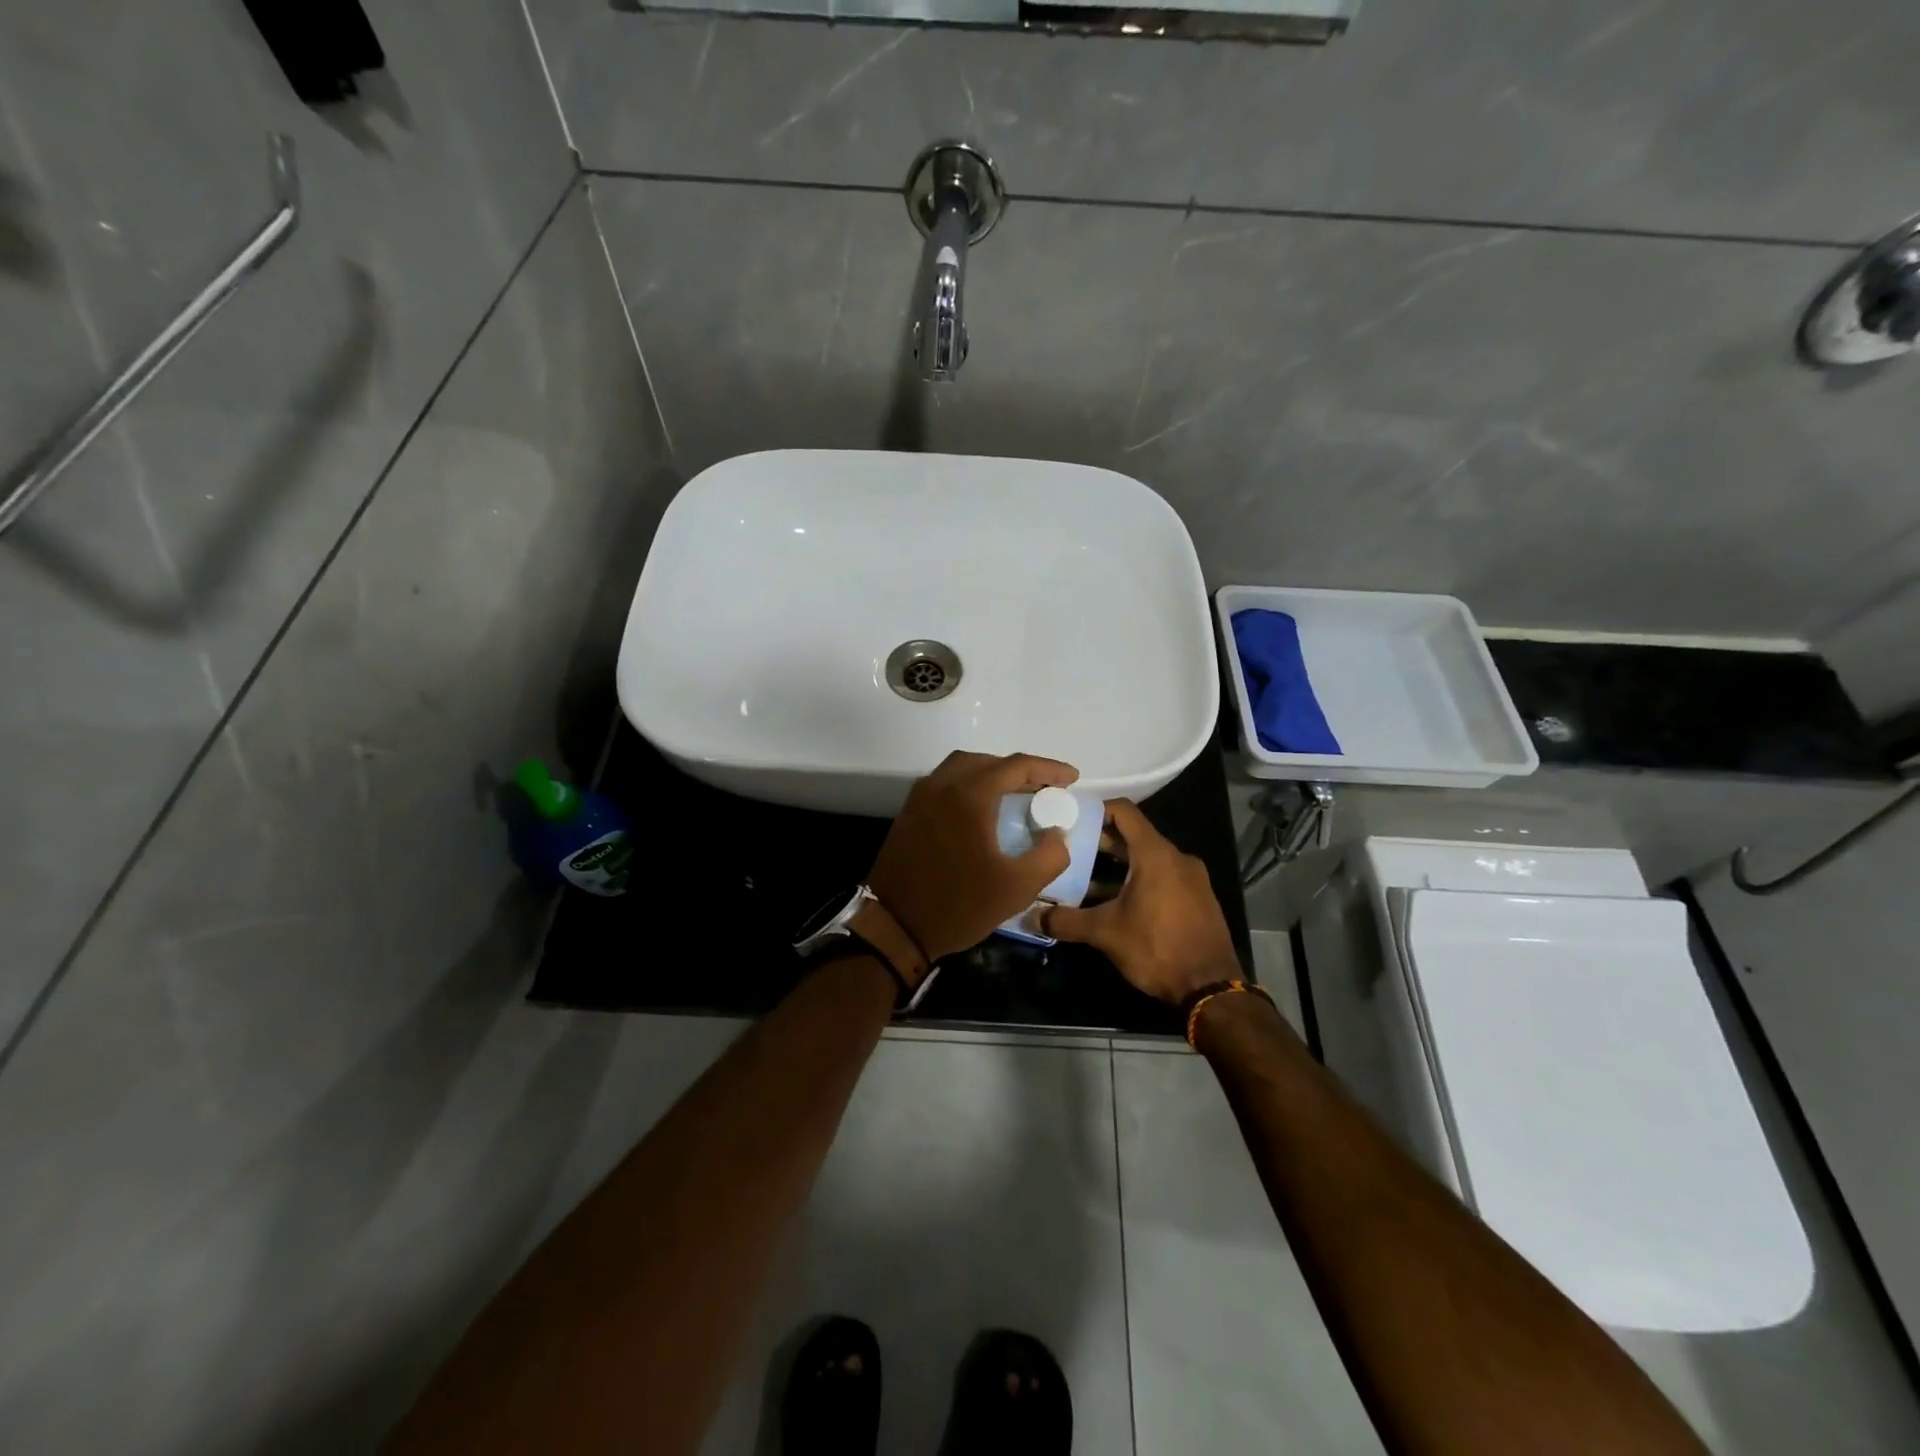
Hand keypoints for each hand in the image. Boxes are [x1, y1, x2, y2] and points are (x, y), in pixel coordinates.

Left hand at [867, 751, 1078, 963]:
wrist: (895, 927)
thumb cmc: (959, 906)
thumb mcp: (1018, 887)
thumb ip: (1050, 856)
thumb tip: (1056, 834)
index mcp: (970, 795)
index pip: (1016, 766)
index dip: (1048, 768)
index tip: (1072, 778)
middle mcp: (942, 785)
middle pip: (987, 761)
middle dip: (1020, 770)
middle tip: (1045, 788)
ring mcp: (920, 798)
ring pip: (962, 768)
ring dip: (992, 774)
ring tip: (1015, 795)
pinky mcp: (908, 813)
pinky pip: (944, 784)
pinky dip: (969, 786)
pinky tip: (982, 811)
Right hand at [1043, 799, 1240, 1003]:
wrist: (1211, 988)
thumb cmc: (1157, 948)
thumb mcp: (1105, 933)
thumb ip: (1066, 921)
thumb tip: (1033, 917)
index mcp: (1156, 854)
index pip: (1123, 811)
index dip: (1095, 810)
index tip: (1071, 819)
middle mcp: (1177, 858)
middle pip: (1134, 835)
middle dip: (1101, 841)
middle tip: (1069, 851)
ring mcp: (1191, 878)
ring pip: (1148, 859)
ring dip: (1118, 866)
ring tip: (1085, 879)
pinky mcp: (1198, 898)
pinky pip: (1163, 877)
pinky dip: (1138, 880)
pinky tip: (1116, 903)